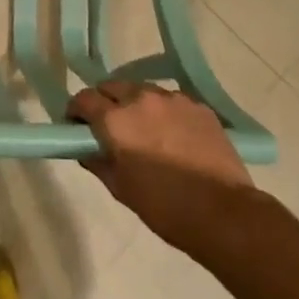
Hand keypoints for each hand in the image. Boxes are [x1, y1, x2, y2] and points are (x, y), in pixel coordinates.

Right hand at [67, 81, 254, 250]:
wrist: (223, 212)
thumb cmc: (162, 205)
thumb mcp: (119, 187)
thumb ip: (96, 160)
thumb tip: (84, 149)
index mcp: (115, 119)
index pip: (83, 99)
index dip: (76, 112)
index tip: (77, 127)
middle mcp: (141, 99)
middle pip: (112, 86)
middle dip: (104, 102)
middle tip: (108, 128)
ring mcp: (173, 99)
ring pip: (143, 91)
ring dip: (135, 104)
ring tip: (144, 131)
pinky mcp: (199, 106)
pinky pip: (171, 101)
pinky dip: (163, 112)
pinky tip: (172, 136)